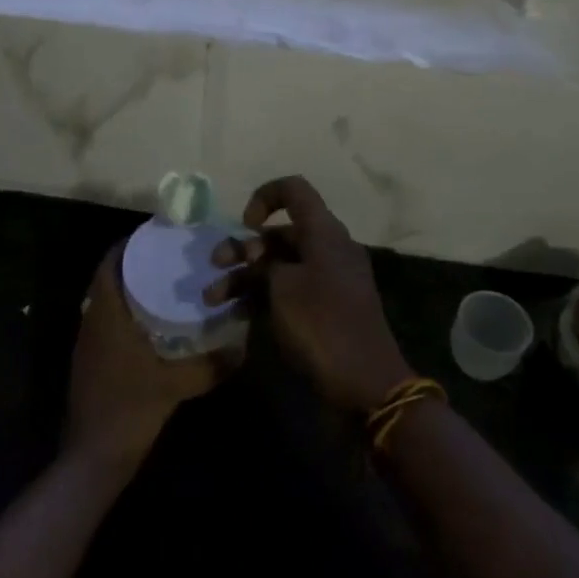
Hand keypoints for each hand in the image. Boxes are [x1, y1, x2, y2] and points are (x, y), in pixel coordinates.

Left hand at [64, 241, 229, 471]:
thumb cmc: (129, 410)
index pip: (110, 264)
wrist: (92, 459)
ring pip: (107, 300)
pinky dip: (128, 312)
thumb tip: (243, 348)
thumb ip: (210, 366)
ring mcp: (88, 343)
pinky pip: (108, 321)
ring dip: (131, 287)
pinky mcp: (91, 361)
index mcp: (106, 315)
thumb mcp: (175, 386)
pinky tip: (155, 323)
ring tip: (168, 282)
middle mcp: (92, 320)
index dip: (130, 245)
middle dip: (136, 264)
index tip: (158, 236)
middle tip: (171, 257)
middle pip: (109, 278)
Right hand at [205, 176, 410, 412]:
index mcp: (325, 233)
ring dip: (245, 277)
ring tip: (213, 299)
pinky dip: (262, 297)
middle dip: (244, 247)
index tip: (245, 224)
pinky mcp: (324, 310)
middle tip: (215, 265)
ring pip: (280, 265)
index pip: (294, 191)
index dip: (264, 197)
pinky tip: (235, 315)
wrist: (365, 385)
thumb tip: (257, 255)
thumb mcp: (283, 288)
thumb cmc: (322, 324)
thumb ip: (263, 263)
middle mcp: (328, 250)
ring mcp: (327, 281)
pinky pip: (288, 291)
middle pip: (280, 233)